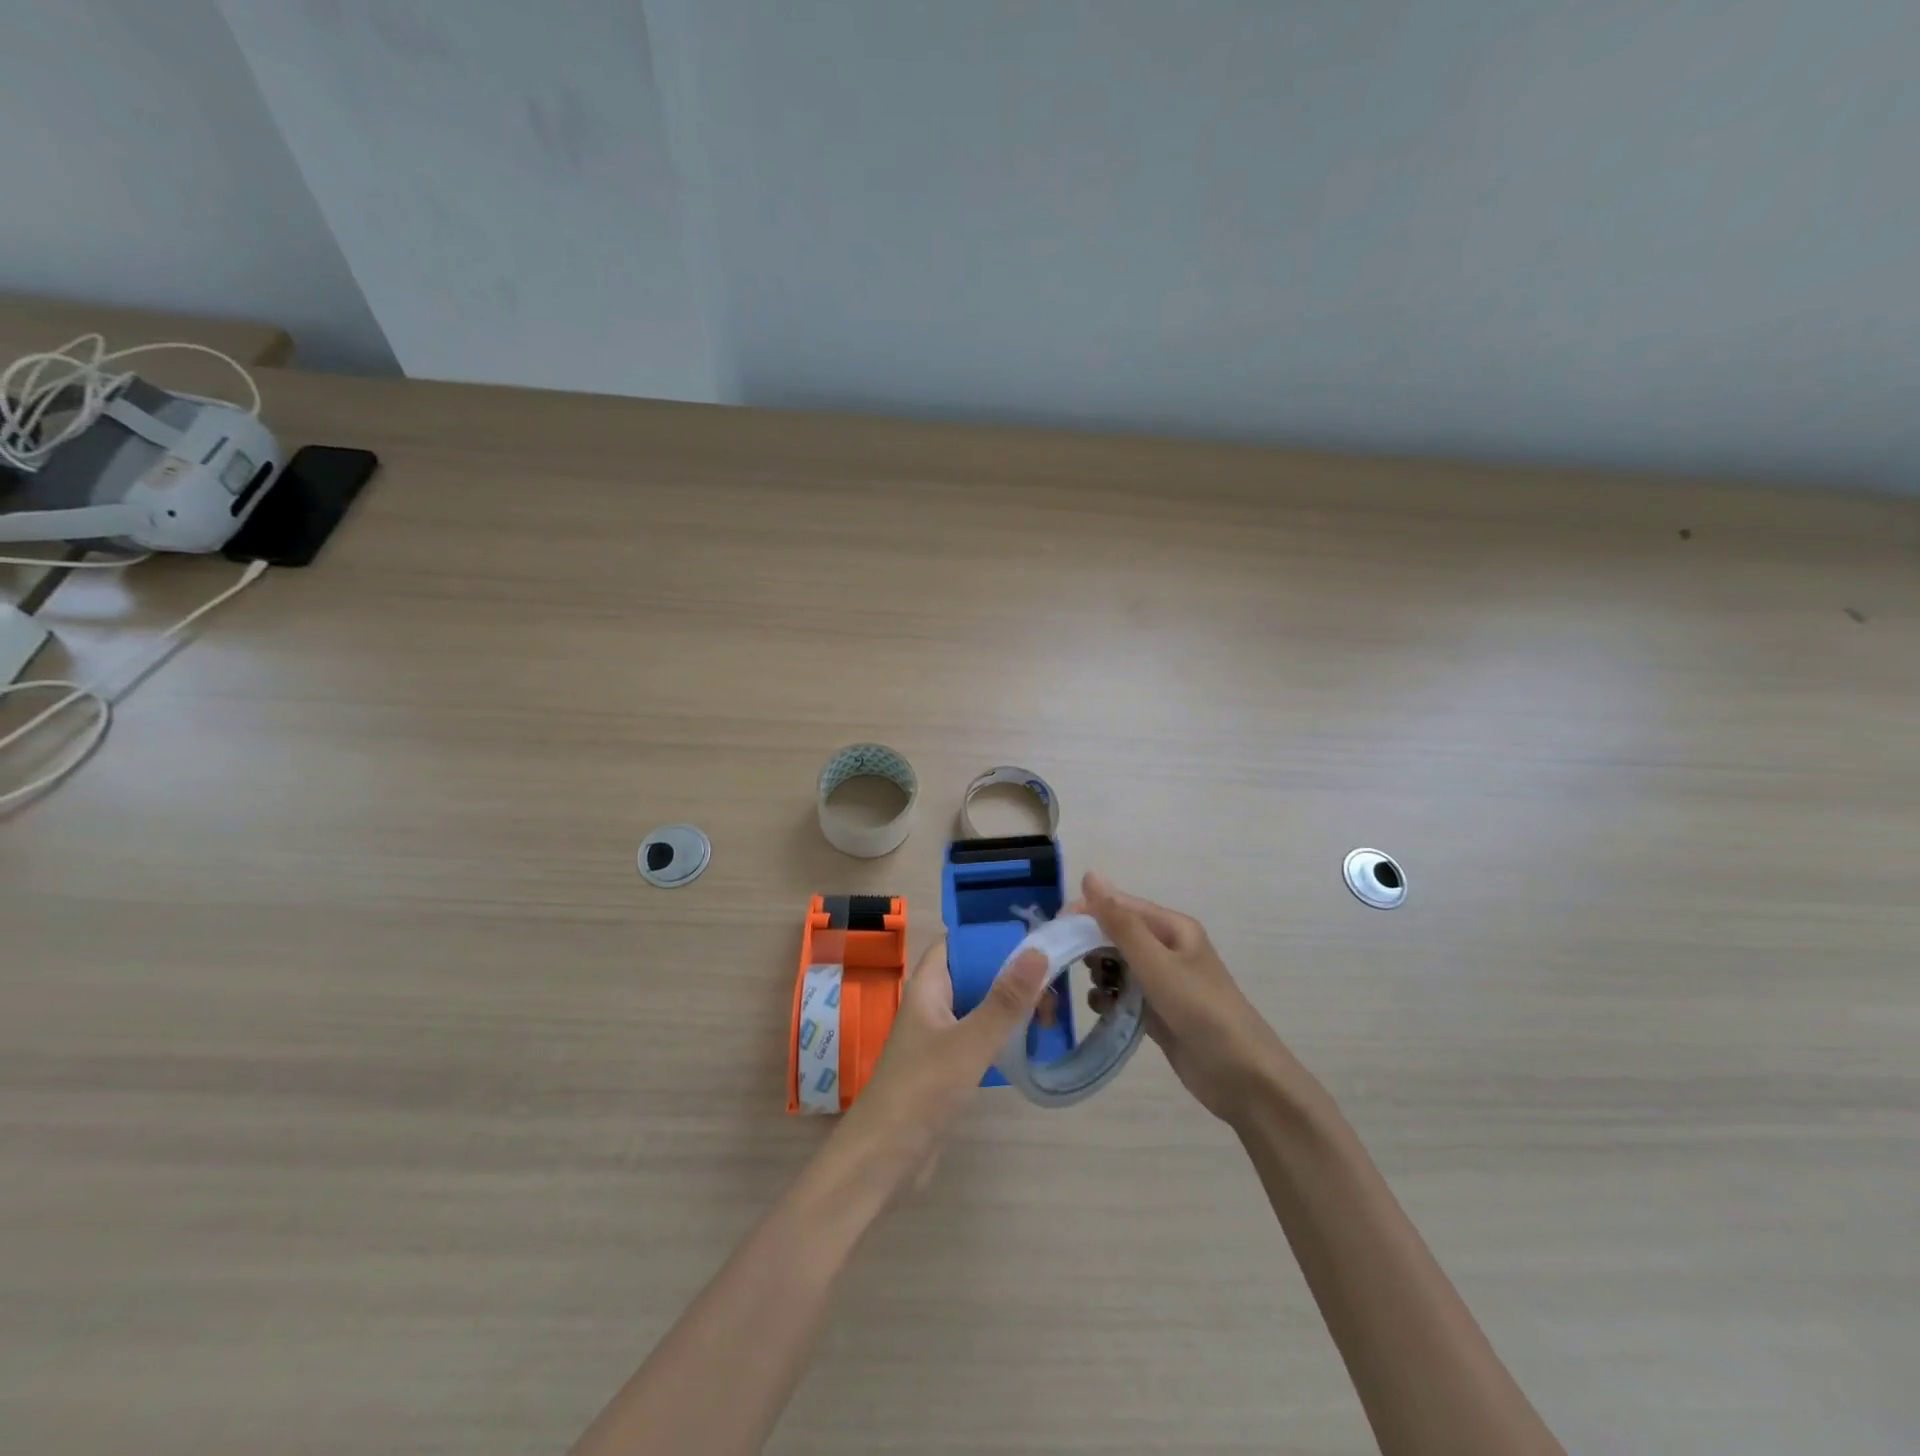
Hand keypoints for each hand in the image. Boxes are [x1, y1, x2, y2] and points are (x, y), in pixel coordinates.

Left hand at [831, 938, 1050, 1194]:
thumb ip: (1005, 1000)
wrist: (884, 1160)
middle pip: (973, 974)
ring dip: (1011, 1007)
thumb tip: (1038, 951)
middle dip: (1011, 975)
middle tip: (1054, 985)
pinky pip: (979, 1037)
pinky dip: (1004, 1035)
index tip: (1033, 937)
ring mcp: (938, 1038)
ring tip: (1051, 1016)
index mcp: (927, 987)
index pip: (957, 944)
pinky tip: (1030, 1045)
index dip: (990, 937)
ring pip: (979, 1007)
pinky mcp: (946, 1068)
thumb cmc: (921, 1091)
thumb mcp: (969, 1043)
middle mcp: (931, 1005)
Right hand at [1081, 872, 1291, 1125]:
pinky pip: (1123, 993)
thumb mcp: (1157, 964)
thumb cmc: (1201, 1010)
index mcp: (1172, 928)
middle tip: (1069, 965)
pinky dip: (1109, 998)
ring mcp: (1162, 981)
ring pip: (1117, 965)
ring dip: (1100, 974)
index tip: (1056, 930)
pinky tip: (1104, 1010)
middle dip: (1091, 947)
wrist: (1242, 1077)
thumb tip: (1089, 876)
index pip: (1119, 906)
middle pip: (1116, 935)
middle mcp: (1167, 948)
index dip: (1086, 913)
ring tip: (1097, 992)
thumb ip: (1120, 923)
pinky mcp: (1158, 1010)